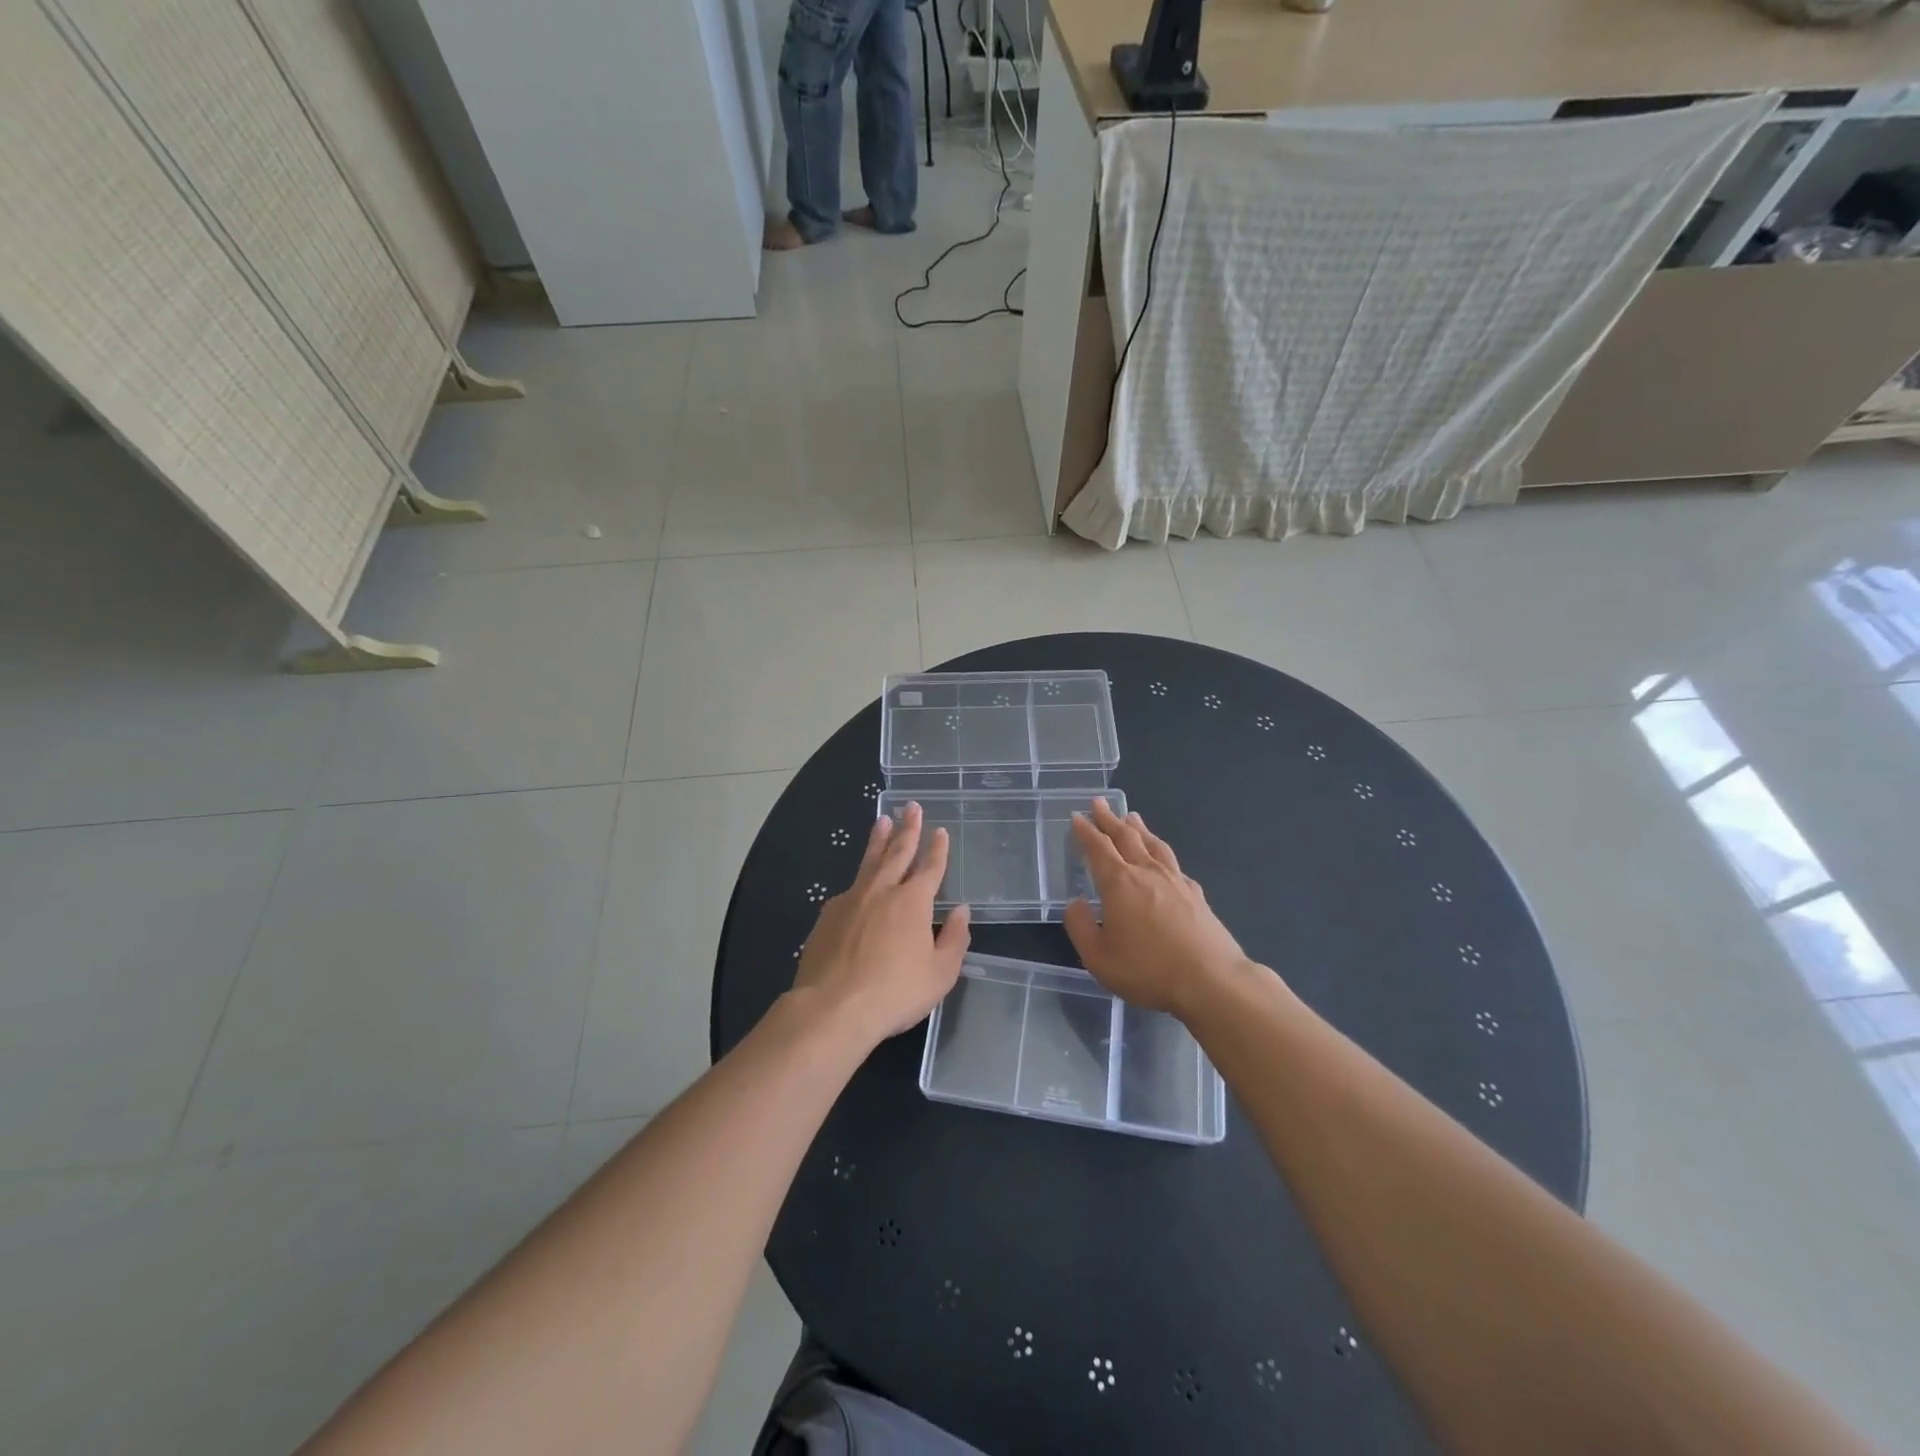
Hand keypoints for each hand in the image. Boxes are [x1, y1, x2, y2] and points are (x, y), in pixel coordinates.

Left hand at [792, 802, 971, 1048]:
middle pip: (897, 852)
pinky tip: (857, 885)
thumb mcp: (939, 974)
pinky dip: (858, 880)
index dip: (937, 849)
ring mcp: (850, 900)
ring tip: (882, 821)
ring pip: (869, 862)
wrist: (832, 1007)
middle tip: (911, 806)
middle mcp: (882, 891)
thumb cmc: (894, 992)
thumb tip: (961, 911)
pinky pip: (848, 890)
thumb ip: (954, 939)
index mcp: (913, 902)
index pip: (929, 867)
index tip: (939, 831)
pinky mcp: (827, 916)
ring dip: (878, 840)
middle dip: (907, 828)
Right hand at [1063, 799, 1249, 1019]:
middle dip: (1110, 819)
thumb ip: (1081, 927)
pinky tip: (1164, 858)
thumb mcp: (1099, 958)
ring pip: (1153, 845)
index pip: (1098, 848)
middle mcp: (1147, 873)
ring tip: (1132, 817)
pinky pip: (1174, 864)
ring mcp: (1175, 881)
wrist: (1211, 981)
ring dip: (1139, 828)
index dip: (1086, 831)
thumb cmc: (1148, 970)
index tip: (1077, 816)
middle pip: (1126, 837)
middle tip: (1099, 803)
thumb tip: (1075, 903)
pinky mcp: (1196, 895)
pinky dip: (1162, 853)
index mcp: (1119, 883)